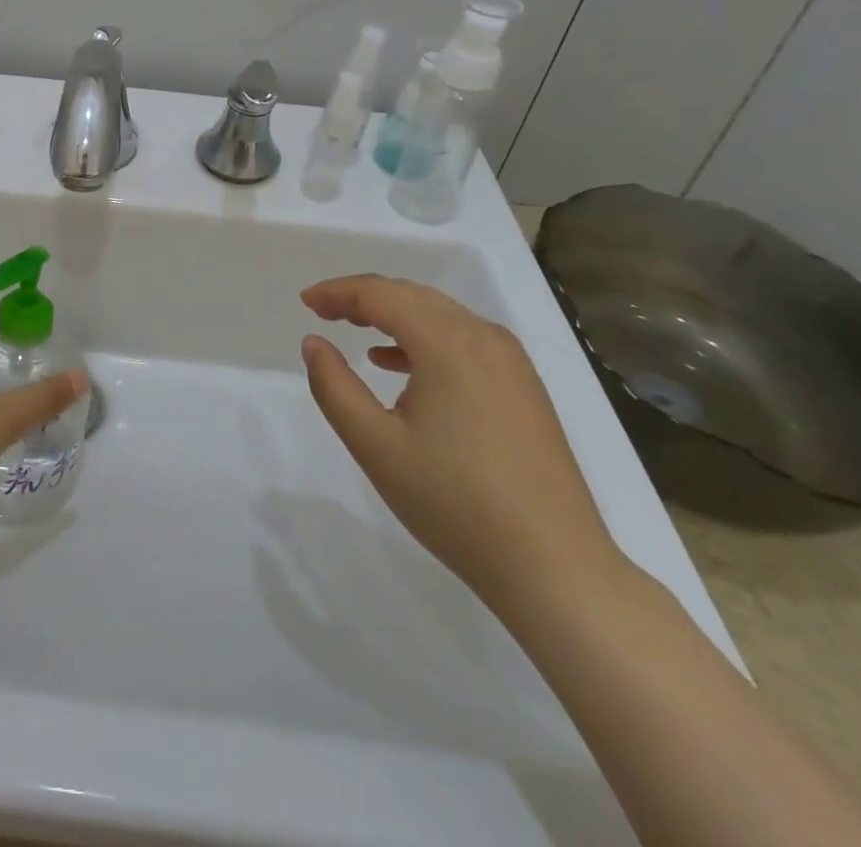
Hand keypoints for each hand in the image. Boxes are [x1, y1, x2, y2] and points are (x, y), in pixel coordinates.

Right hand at [299, 274, 623, 616]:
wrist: (555, 567)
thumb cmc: (455, 503)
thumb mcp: (375, 445)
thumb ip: (334, 386)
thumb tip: (313, 342)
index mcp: (448, 343)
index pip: (382, 295)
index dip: (339, 292)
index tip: (306, 302)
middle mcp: (484, 338)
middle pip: (413, 296)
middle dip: (364, 297)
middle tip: (323, 310)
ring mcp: (511, 363)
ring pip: (441, 315)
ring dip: (394, 314)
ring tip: (354, 328)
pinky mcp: (524, 388)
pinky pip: (464, 340)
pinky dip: (425, 338)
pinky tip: (400, 365)